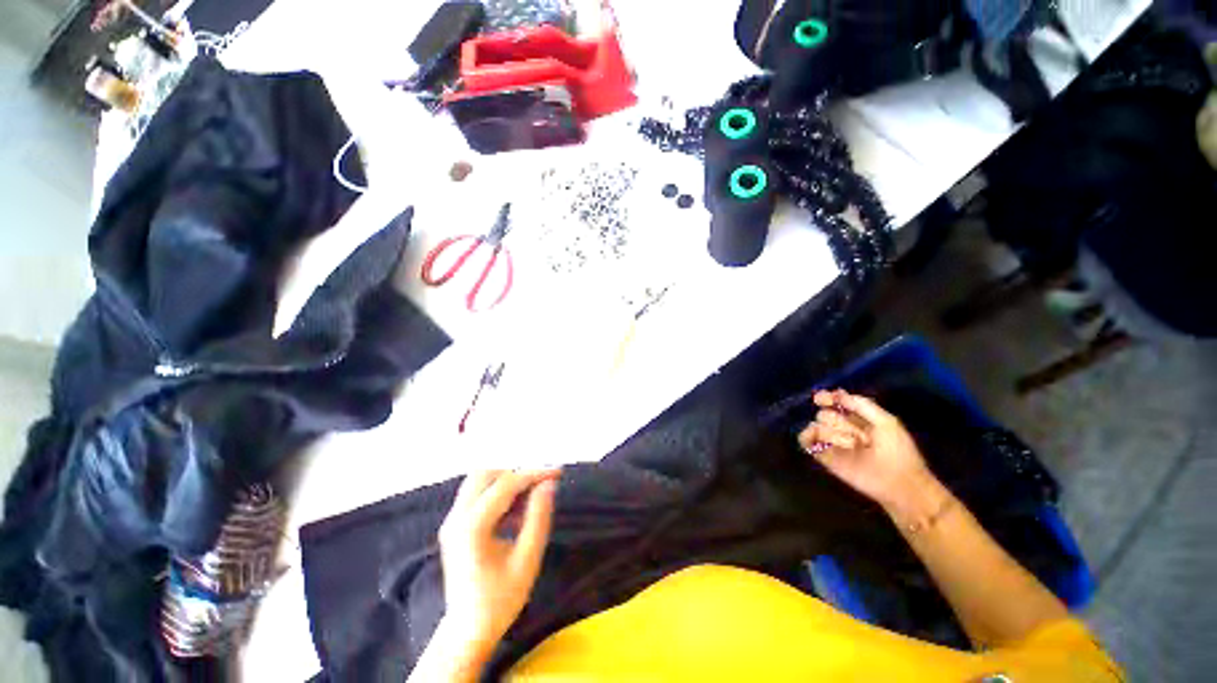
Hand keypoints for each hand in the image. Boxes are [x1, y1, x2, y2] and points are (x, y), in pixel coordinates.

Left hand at [437, 469, 559, 660]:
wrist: (467, 631)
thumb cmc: (501, 599)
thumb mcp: (528, 559)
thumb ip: (538, 517)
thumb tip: (549, 483)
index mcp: (472, 526)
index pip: (506, 483)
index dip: (534, 473)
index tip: (557, 472)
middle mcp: (457, 517)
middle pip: (487, 473)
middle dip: (517, 473)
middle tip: (541, 485)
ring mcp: (451, 520)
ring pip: (479, 480)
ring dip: (506, 480)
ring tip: (529, 498)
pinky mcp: (454, 525)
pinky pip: (476, 494)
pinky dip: (497, 492)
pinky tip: (514, 511)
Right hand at [797, 389, 936, 510]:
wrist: (899, 483)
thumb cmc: (898, 452)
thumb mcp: (887, 421)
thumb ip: (862, 404)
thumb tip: (836, 392)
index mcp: (855, 418)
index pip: (833, 401)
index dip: (826, 397)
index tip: (824, 399)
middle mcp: (840, 428)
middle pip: (824, 414)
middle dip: (838, 421)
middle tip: (859, 436)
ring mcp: (830, 442)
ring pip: (815, 425)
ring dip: (832, 433)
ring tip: (852, 445)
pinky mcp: (822, 456)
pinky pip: (804, 439)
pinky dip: (810, 436)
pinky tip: (826, 442)